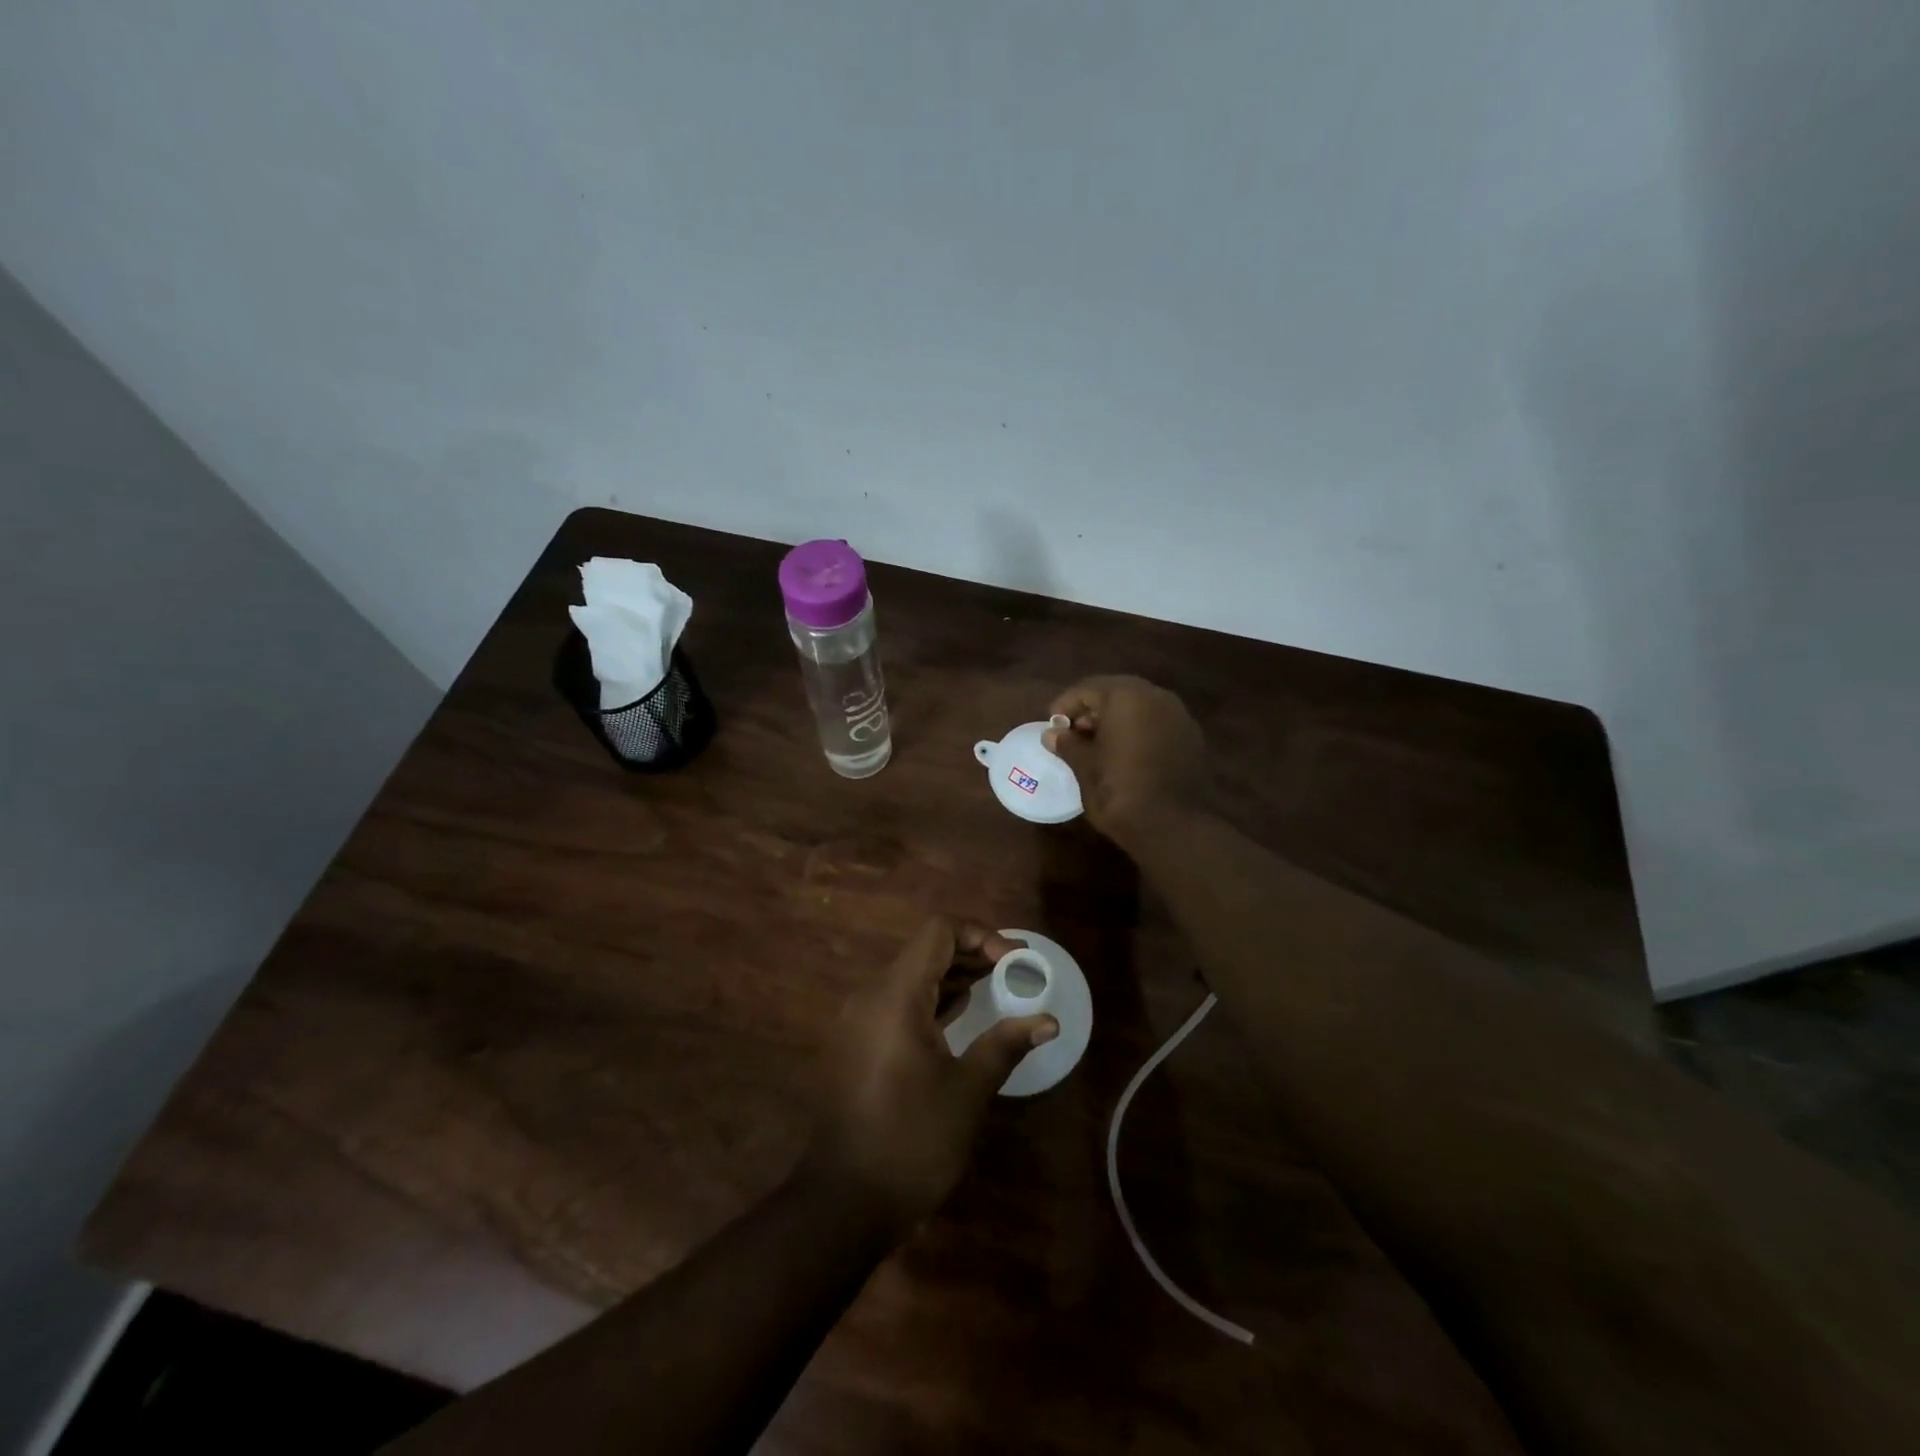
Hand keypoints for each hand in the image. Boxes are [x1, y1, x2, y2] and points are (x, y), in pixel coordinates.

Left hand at [804, 917, 1058, 1236]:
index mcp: (896, 997)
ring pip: (910, 976)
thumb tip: (1048, 1020)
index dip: (980, 935)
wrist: (841, 1203)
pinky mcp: (856, 1043)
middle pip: (924, 951)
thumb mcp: (967, 1092)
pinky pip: (897, 1002)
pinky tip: (958, 1017)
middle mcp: (871, 996)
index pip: (938, 932)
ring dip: (952, 976)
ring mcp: (858, 1020)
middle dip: (971, 953)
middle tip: (1013, 973)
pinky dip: (930, 999)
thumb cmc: (910, 1142)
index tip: (1014, 962)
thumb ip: (1005, 1044)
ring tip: (995, 989)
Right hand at [1043, 675, 1211, 843]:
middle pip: (1116, 693)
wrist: (1173, 827)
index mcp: (1126, 696)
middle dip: (1092, 711)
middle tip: (1073, 734)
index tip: (1052, 726)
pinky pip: (1157, 724)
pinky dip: (1138, 732)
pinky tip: (1126, 756)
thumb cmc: (1119, 791)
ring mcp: (1179, 716)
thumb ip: (1068, 744)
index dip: (1065, 705)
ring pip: (1139, 707)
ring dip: (1116, 721)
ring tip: (1097, 747)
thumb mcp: (1084, 767)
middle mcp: (1156, 696)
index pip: (1087, 689)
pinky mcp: (1192, 738)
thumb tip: (1052, 734)